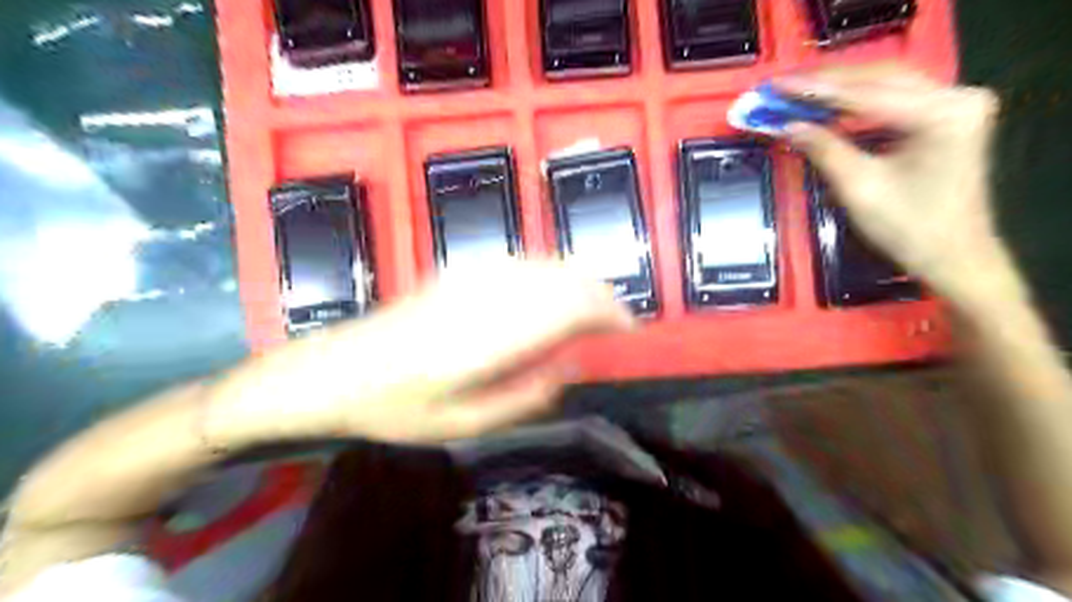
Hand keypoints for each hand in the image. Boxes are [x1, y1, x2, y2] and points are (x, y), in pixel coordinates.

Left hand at [205, 262, 629, 445]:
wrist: (333, 369)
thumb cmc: (394, 408)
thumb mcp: (460, 425)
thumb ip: (522, 398)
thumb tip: (568, 367)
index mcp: (486, 340)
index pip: (566, 309)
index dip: (607, 313)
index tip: (629, 329)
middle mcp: (484, 299)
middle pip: (561, 280)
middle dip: (601, 295)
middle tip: (619, 322)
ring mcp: (469, 279)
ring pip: (544, 264)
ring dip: (579, 281)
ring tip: (596, 308)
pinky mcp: (459, 272)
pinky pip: (521, 262)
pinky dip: (551, 273)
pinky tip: (555, 290)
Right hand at [776, 63, 1010, 305]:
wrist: (952, 255)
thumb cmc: (908, 227)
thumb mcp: (859, 188)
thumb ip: (824, 149)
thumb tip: (787, 126)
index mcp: (941, 113)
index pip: (865, 93)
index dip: (814, 90)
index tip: (776, 86)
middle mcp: (954, 96)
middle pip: (879, 77)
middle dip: (826, 83)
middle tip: (782, 87)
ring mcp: (953, 103)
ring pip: (885, 83)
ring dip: (840, 88)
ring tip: (798, 92)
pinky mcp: (945, 116)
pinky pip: (893, 98)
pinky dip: (857, 102)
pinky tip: (828, 105)